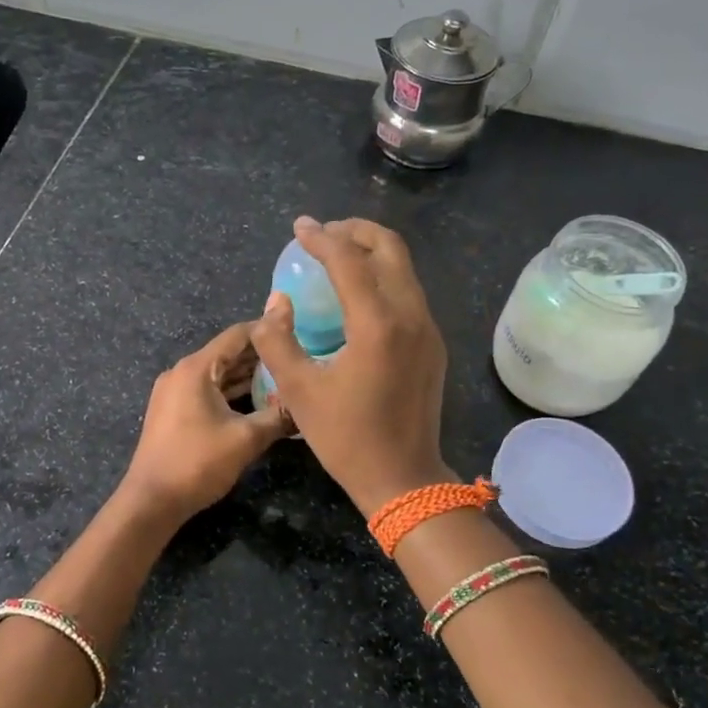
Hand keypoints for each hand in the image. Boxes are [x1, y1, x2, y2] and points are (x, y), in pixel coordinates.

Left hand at [119, 323, 290, 522]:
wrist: (152, 500)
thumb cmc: (198, 462)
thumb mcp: (246, 439)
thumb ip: (279, 417)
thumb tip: (307, 407)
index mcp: (196, 368)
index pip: (237, 335)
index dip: (268, 330)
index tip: (297, 331)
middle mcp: (182, 372)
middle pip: (227, 353)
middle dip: (261, 355)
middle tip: (296, 356)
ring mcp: (174, 392)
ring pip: (218, 374)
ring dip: (247, 375)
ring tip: (284, 376)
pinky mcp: (173, 411)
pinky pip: (208, 390)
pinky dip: (232, 391)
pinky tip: (258, 400)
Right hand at [249, 216, 453, 515]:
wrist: (404, 479)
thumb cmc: (347, 438)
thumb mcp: (299, 392)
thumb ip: (277, 341)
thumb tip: (275, 304)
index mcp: (378, 324)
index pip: (350, 260)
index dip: (321, 238)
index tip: (299, 228)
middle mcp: (411, 316)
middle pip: (390, 248)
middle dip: (355, 231)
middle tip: (323, 234)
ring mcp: (427, 329)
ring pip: (404, 269)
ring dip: (372, 252)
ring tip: (337, 257)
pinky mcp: (432, 344)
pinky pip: (409, 293)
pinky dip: (383, 277)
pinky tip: (358, 296)